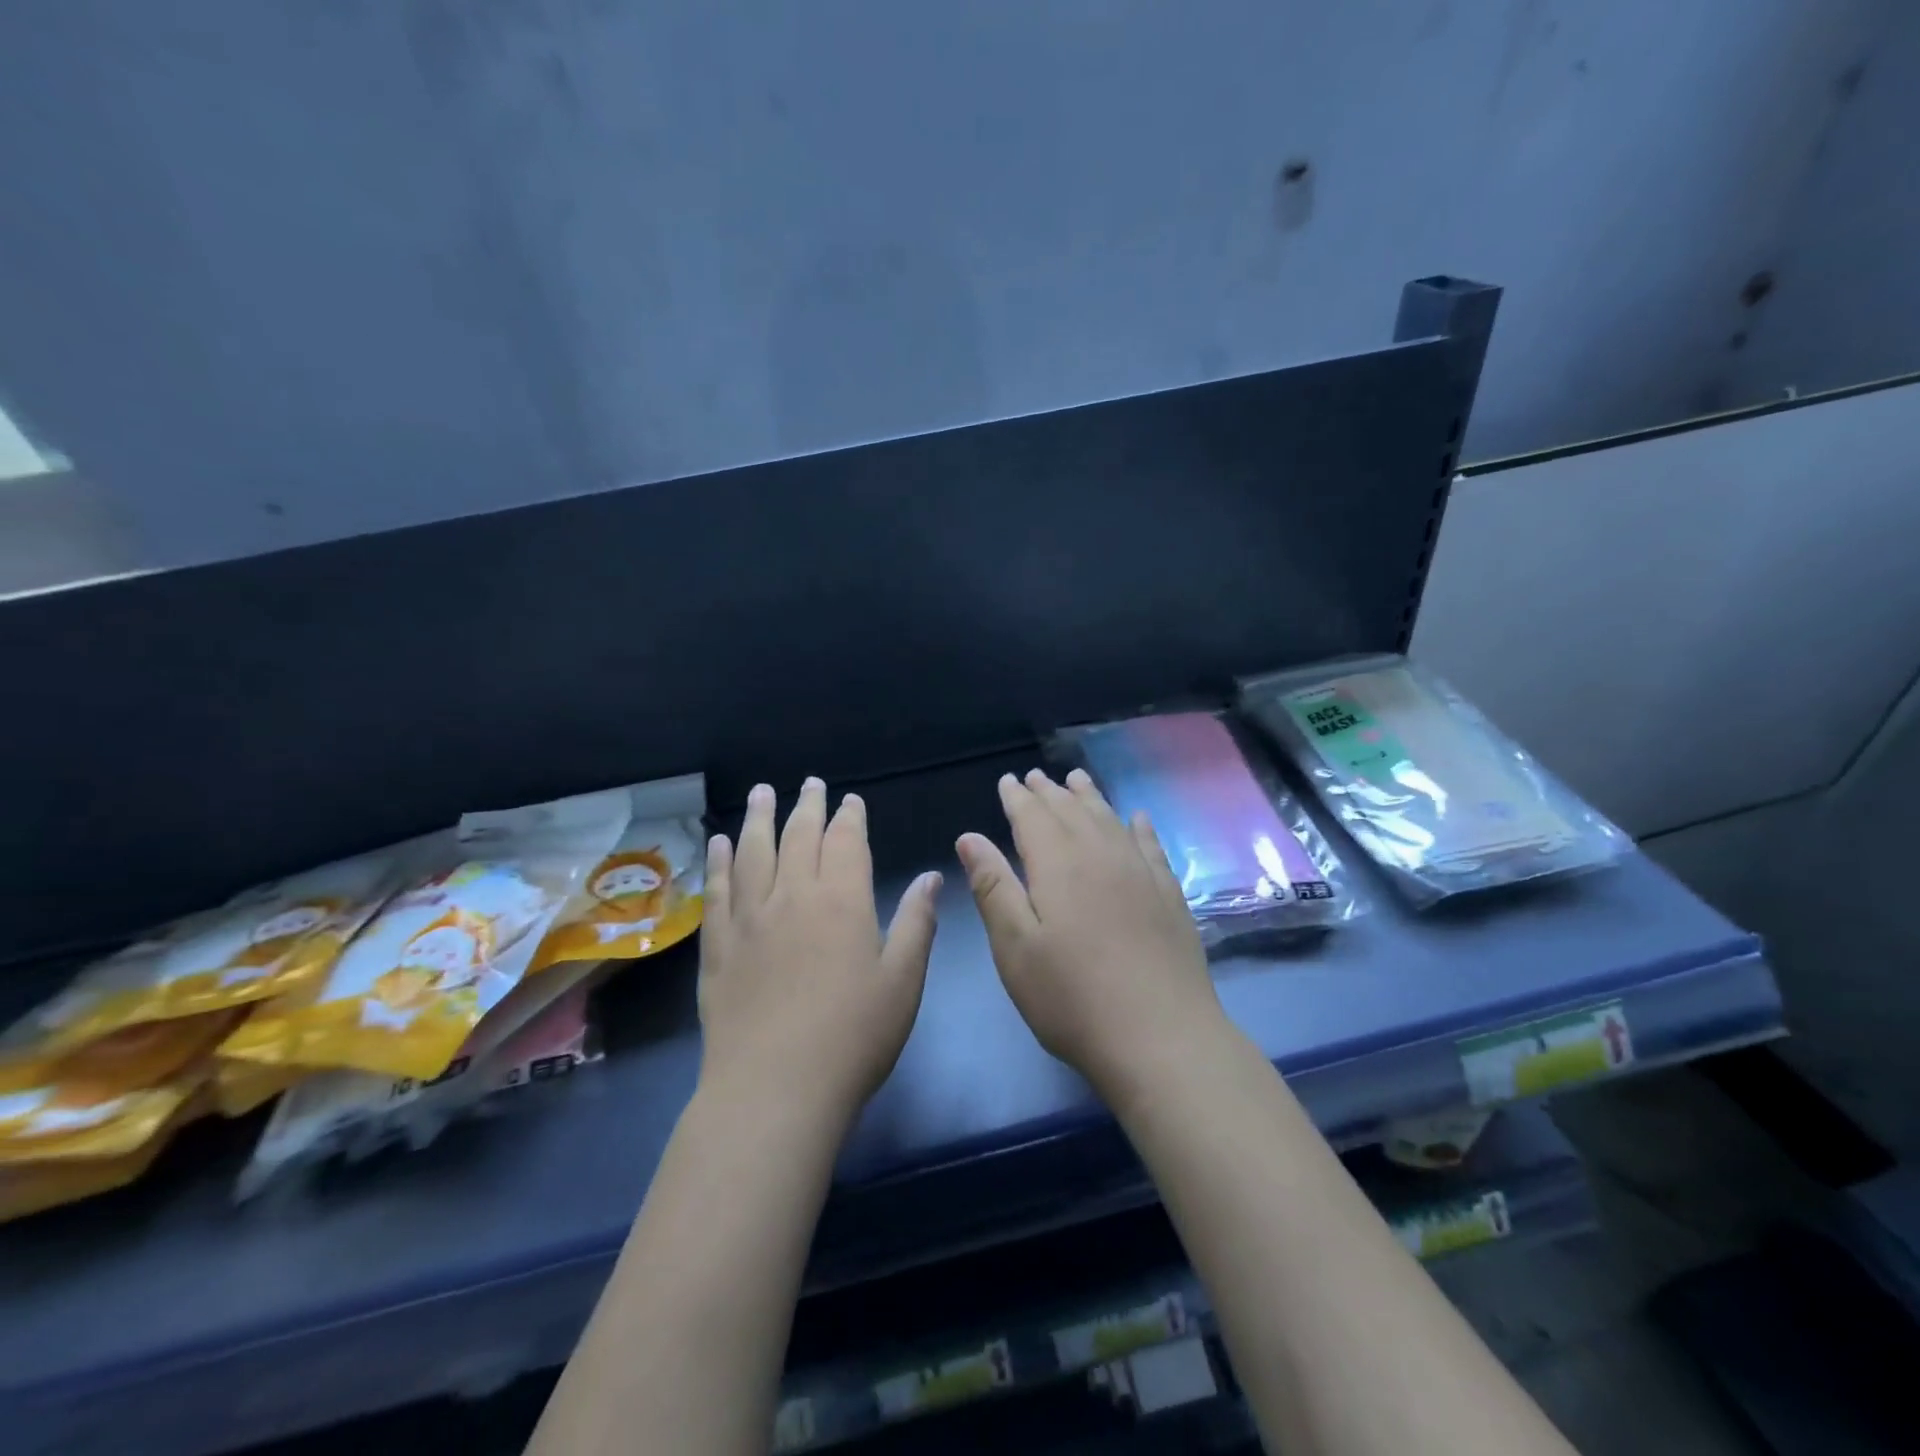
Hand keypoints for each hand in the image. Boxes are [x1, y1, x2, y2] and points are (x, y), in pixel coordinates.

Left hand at [698, 778, 941, 1129]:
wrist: (774, 1089)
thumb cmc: (853, 1037)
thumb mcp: (902, 982)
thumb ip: (916, 923)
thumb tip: (932, 875)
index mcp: (841, 901)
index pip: (845, 842)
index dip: (849, 817)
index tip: (850, 799)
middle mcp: (792, 897)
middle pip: (798, 837)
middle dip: (807, 806)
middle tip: (809, 783)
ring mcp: (749, 919)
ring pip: (753, 853)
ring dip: (759, 818)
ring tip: (761, 793)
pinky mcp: (718, 947)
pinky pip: (717, 891)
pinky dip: (719, 862)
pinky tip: (719, 844)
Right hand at [956, 769, 1226, 1106]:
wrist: (1161, 1037)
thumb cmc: (1072, 997)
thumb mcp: (1015, 947)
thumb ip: (993, 887)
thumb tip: (970, 836)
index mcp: (1058, 865)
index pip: (1032, 817)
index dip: (1018, 797)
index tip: (1008, 780)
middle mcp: (1101, 856)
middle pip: (1072, 811)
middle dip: (1050, 792)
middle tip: (1036, 776)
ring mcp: (1141, 874)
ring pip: (1110, 820)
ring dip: (1090, 798)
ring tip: (1077, 779)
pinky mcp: (1169, 896)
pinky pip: (1151, 846)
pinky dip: (1140, 827)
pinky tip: (1137, 818)